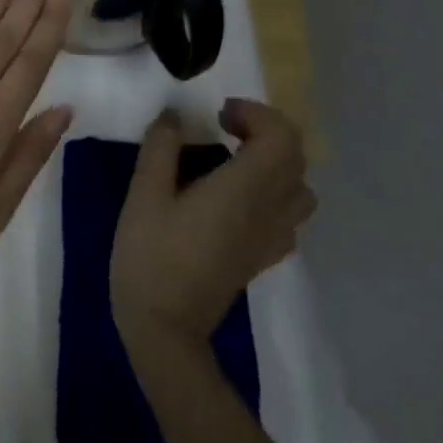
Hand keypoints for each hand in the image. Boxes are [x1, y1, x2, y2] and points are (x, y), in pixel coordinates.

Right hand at [111, 99, 315, 347]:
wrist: (165, 329)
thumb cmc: (150, 257)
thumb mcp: (143, 196)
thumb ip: (161, 148)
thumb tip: (174, 115)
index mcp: (244, 189)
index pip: (282, 136)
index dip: (256, 113)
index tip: (219, 115)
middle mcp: (269, 210)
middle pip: (295, 157)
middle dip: (264, 131)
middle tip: (222, 128)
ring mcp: (272, 237)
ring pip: (299, 188)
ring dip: (274, 162)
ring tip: (234, 160)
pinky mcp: (263, 257)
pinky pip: (289, 216)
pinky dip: (273, 195)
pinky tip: (237, 200)